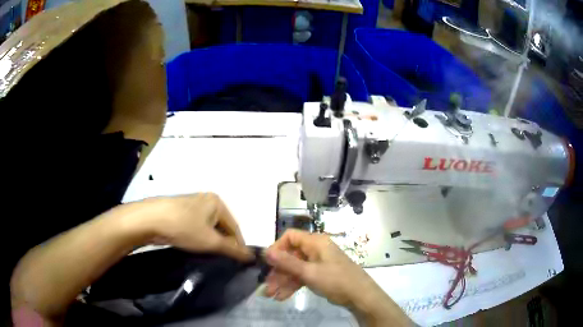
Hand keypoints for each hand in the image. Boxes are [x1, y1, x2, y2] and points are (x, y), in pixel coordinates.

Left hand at [135, 193, 252, 260]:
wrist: (150, 220)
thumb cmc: (184, 227)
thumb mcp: (211, 241)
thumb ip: (232, 249)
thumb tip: (252, 256)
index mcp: (217, 202)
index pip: (235, 227)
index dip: (238, 245)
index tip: (239, 262)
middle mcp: (206, 200)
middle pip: (222, 227)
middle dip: (223, 244)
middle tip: (222, 260)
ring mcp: (192, 205)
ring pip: (208, 228)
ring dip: (211, 242)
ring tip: (208, 255)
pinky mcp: (180, 212)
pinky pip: (197, 227)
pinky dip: (199, 238)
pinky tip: (195, 247)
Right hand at [265, 229, 410, 325]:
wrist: (360, 296)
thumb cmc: (336, 280)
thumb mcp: (309, 272)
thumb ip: (287, 262)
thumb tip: (266, 251)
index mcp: (315, 242)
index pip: (290, 237)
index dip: (277, 248)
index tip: (267, 263)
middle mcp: (316, 249)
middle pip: (291, 256)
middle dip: (278, 272)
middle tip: (267, 286)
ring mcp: (319, 262)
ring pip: (296, 268)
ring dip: (283, 281)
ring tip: (272, 295)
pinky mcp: (321, 274)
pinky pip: (303, 276)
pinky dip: (293, 285)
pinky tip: (283, 297)